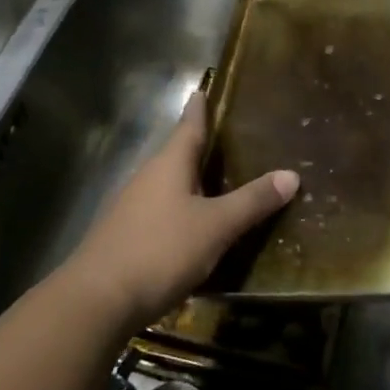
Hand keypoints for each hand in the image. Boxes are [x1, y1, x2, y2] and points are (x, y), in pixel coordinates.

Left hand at [65, 92, 298, 331]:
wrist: (97, 300)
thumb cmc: (161, 250)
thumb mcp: (216, 226)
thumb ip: (252, 201)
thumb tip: (291, 174)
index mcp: (169, 165)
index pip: (188, 127)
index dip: (198, 109)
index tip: (201, 90)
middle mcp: (147, 177)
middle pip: (176, 154)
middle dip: (198, 147)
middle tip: (226, 139)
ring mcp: (131, 207)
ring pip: (167, 184)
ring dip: (189, 181)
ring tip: (215, 182)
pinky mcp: (124, 235)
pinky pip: (159, 211)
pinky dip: (179, 210)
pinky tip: (192, 226)